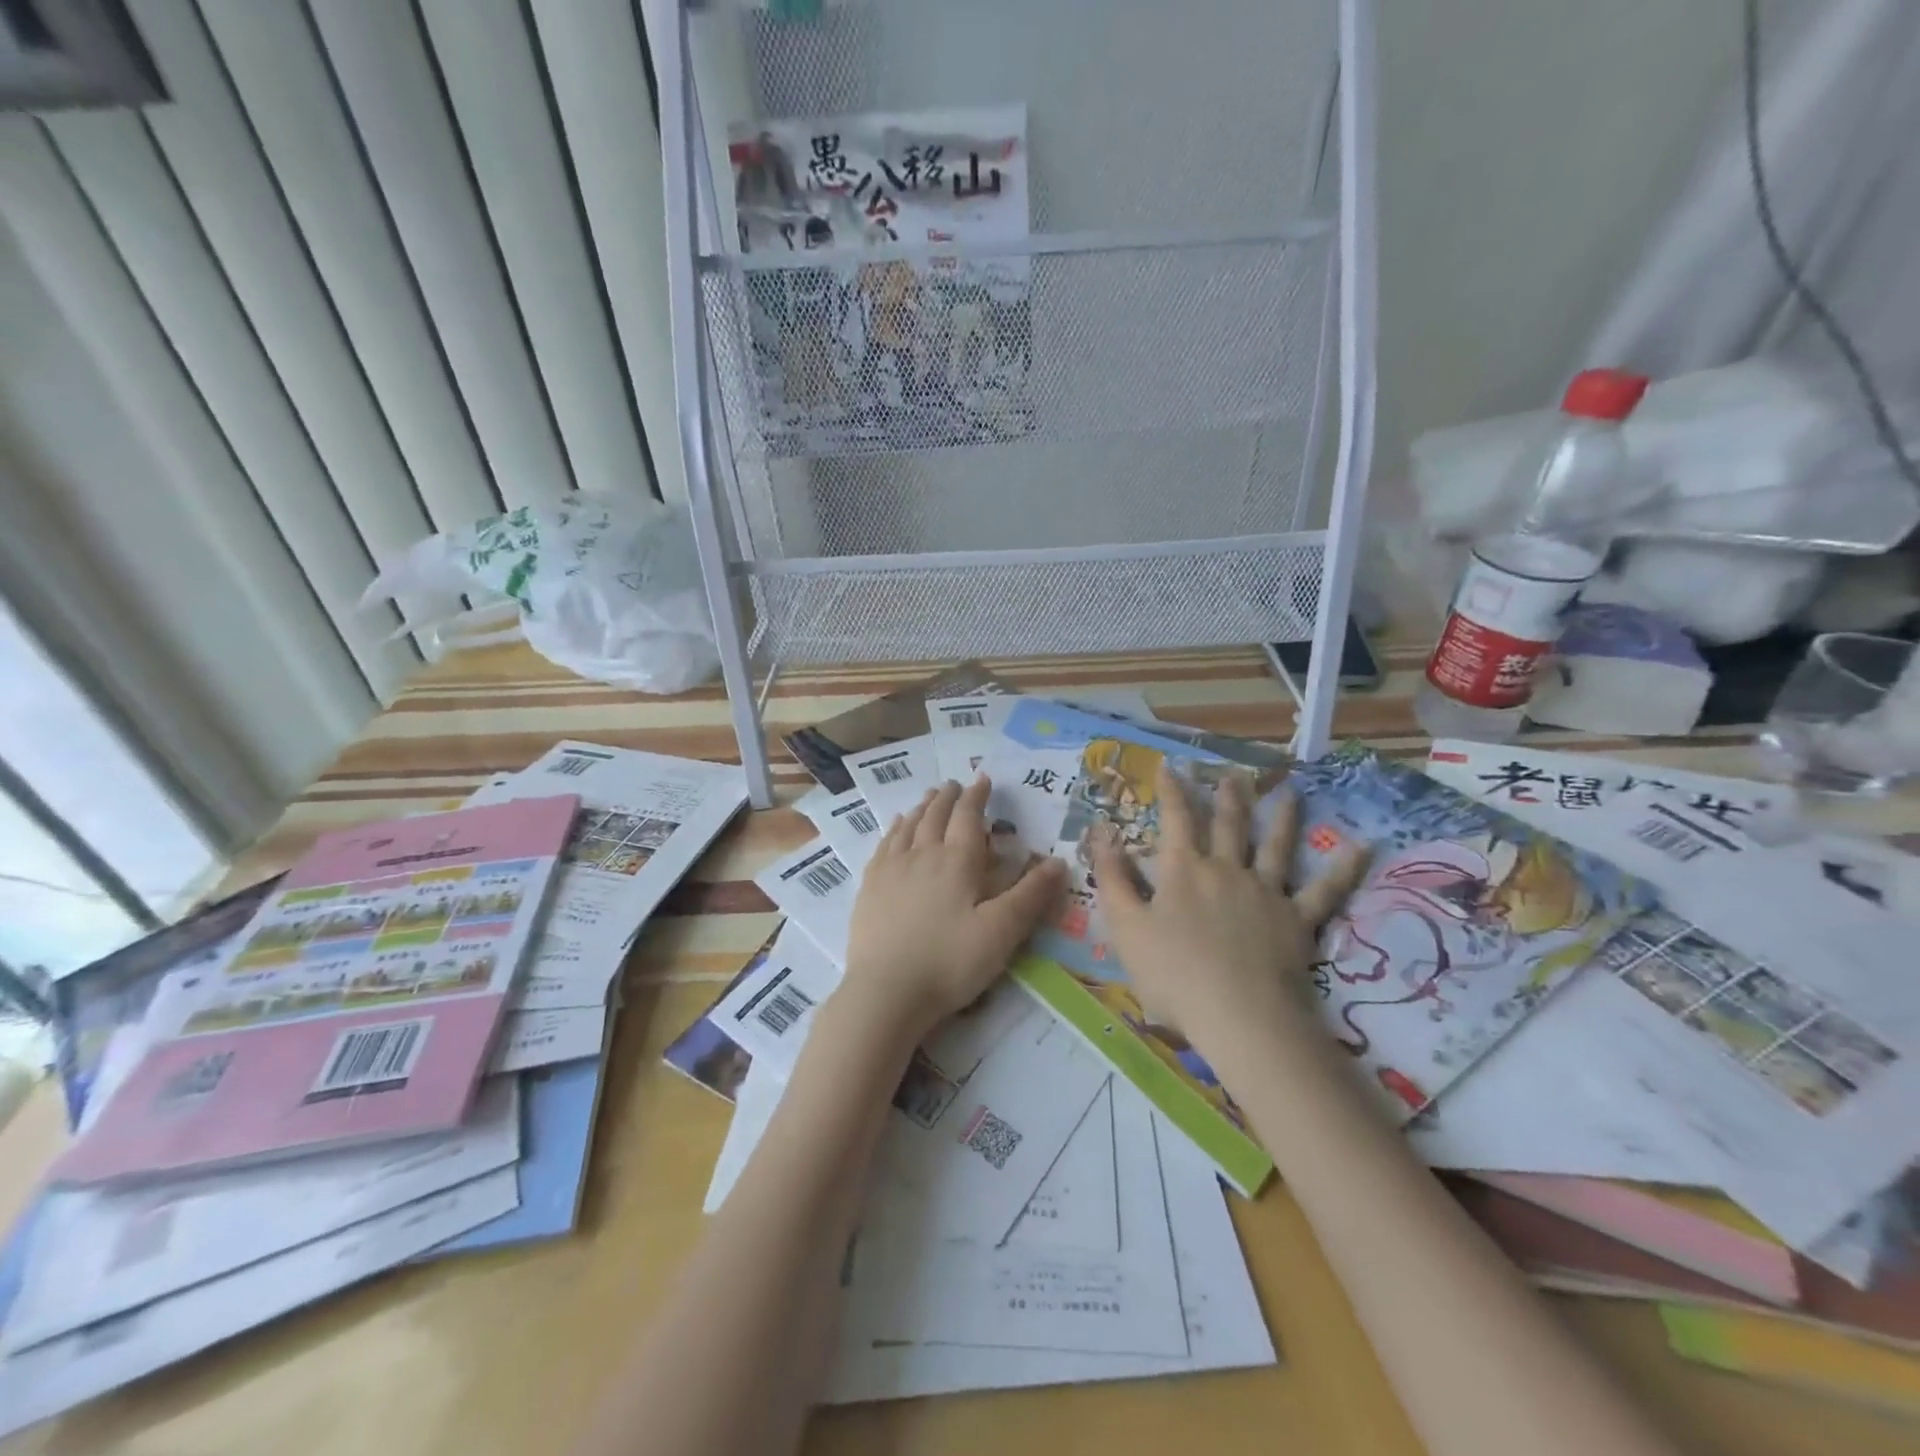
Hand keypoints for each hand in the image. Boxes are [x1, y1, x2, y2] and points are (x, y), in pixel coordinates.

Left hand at [843, 778, 1067, 1039]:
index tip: (983, 779)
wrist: (886, 991)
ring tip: (928, 797)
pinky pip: (884, 845)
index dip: (977, 796)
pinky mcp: (870, 887)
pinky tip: (896, 827)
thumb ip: (1030, 895)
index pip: (968, 816)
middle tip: (954, 784)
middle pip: (935, 815)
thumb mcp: (1001, 932)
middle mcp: (922, 854)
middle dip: (947, 797)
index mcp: (957, 861)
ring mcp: (891, 869)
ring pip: (908, 826)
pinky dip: (894, 828)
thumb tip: (1058, 861)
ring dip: (922, 807)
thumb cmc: (950, 962)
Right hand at [1088, 762, 1368, 1049]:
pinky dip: (1343, 868)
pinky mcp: (1298, 919)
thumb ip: (1112, 877)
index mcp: (1184, 871)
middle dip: (1227, 797)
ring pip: (1275, 846)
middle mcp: (1227, 870)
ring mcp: (1266, 892)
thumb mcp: (1125, 926)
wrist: (1239, 1016)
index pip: (1176, 820)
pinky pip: (1324, 890)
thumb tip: (1101, 831)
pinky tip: (1362, 847)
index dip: (1172, 792)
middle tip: (1233, 773)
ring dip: (1281, 817)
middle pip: (1228, 825)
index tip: (1170, 767)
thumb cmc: (1173, 975)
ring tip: (1289, 792)